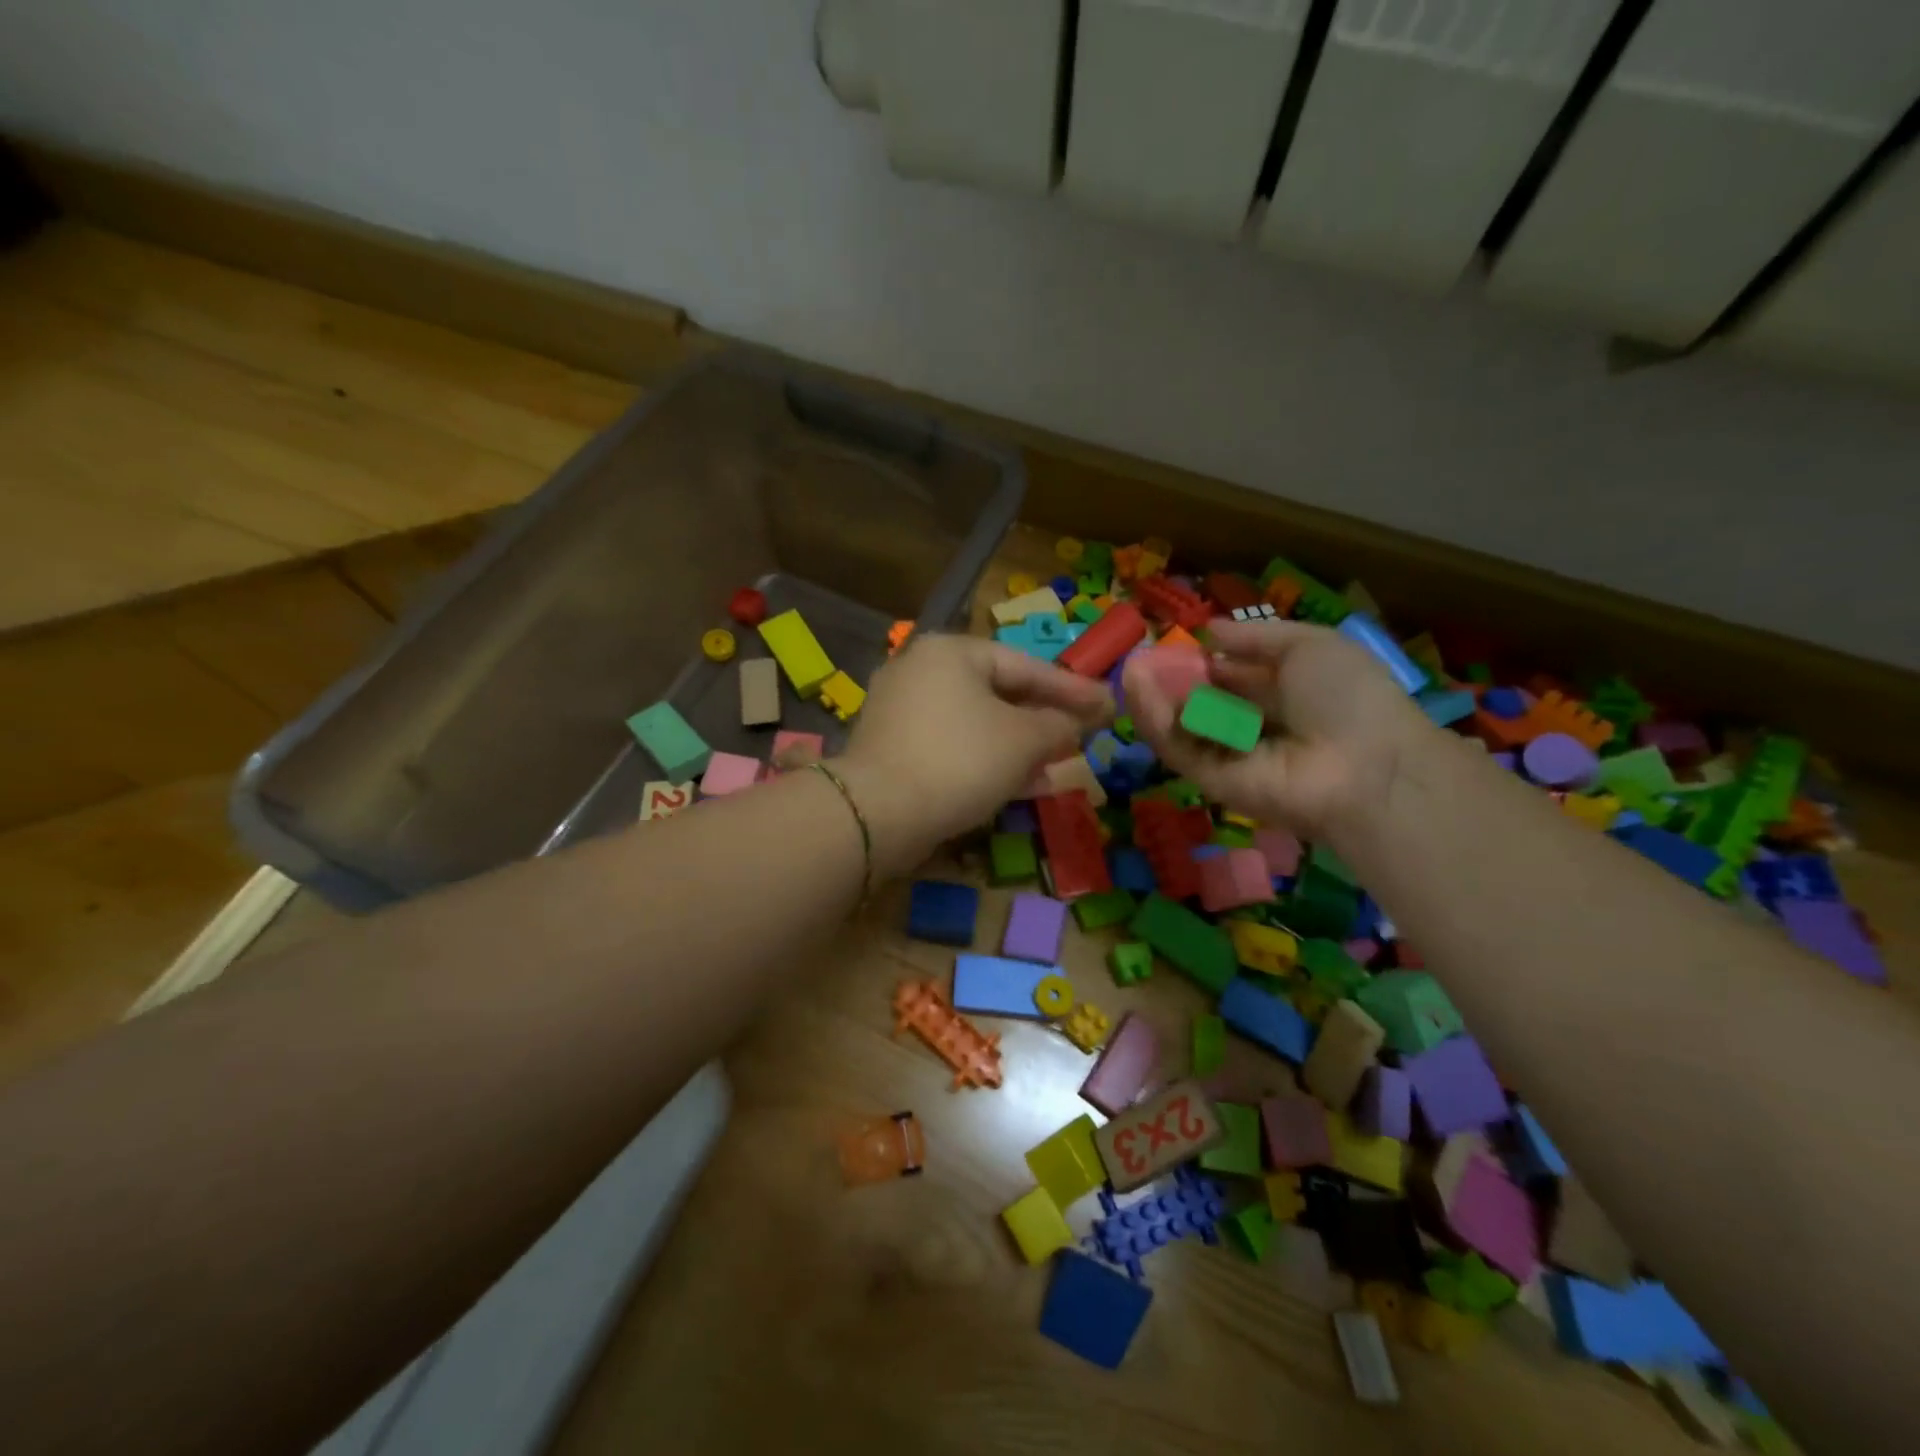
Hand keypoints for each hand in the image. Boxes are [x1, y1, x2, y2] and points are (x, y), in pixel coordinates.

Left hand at [838, 635, 1113, 872]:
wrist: (877, 813)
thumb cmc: (960, 760)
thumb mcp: (1024, 740)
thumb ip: (1059, 725)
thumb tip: (1076, 724)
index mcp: (951, 652)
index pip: (1027, 665)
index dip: (1073, 689)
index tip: (1108, 706)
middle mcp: (921, 671)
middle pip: (1000, 693)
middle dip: (1045, 721)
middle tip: (1083, 737)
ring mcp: (901, 711)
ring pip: (977, 725)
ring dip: (1020, 748)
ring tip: (1059, 769)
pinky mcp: (893, 750)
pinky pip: (953, 747)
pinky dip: (988, 762)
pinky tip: (1020, 787)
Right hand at [1123, 618, 1432, 843]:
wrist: (1366, 765)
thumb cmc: (1347, 696)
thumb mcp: (1309, 646)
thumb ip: (1254, 637)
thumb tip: (1207, 630)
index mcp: (1278, 693)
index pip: (1227, 676)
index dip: (1198, 659)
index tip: (1167, 641)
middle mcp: (1250, 725)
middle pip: (1198, 702)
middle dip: (1167, 679)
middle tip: (1137, 657)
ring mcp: (1229, 755)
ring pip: (1180, 725)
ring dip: (1152, 698)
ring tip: (1129, 669)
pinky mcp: (1210, 781)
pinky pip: (1177, 747)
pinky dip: (1155, 720)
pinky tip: (1138, 689)